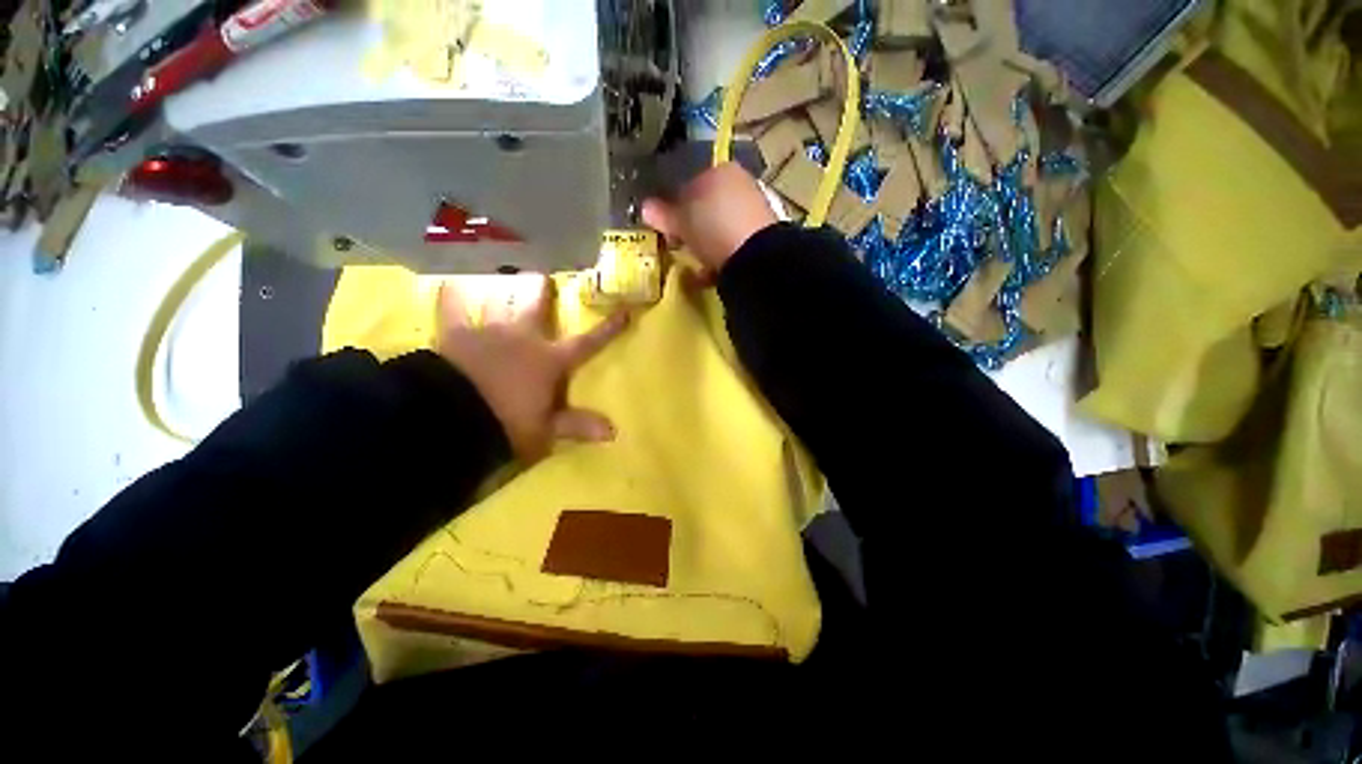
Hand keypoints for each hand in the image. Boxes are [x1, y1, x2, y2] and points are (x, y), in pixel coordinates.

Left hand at [437, 275, 627, 462]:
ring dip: (502, 292)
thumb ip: (577, 425)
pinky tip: (446, 287)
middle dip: (542, 292)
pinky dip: (450, 299)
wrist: (452, 417)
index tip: (624, 312)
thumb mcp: (545, 431)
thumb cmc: (506, 424)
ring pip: (499, 303)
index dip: (607, 329)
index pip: (587, 343)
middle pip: (537, 309)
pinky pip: (451, 311)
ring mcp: (490, 333)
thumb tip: (613, 431)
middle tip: (542, 277)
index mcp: (549, 361)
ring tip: (501, 279)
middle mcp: (524, 338)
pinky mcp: (457, 336)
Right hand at [641, 162, 777, 276]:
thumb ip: (663, 214)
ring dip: (706, 246)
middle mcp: (740, 184)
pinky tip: (711, 273)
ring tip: (697, 265)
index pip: (689, 185)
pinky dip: (721, 257)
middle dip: (692, 228)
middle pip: (707, 208)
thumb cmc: (711, 227)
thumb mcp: (680, 221)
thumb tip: (645, 207)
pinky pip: (733, 244)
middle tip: (681, 247)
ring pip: (720, 228)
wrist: (754, 254)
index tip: (668, 229)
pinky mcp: (763, 236)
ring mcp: (754, 210)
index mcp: (719, 170)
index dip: (675, 208)